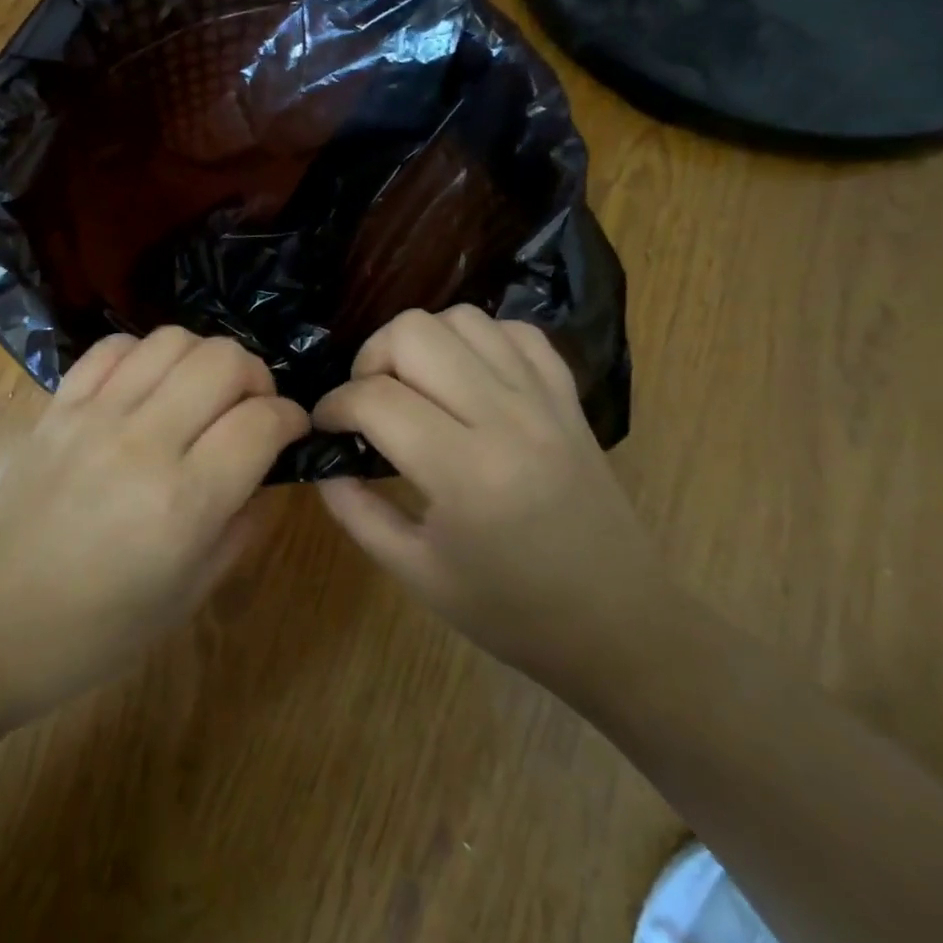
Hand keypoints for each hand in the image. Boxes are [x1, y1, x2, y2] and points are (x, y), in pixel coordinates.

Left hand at [0, 328, 307, 724]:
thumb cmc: (97, 631)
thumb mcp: (190, 594)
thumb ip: (244, 525)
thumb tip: (272, 471)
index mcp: (185, 501)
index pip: (262, 421)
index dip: (292, 419)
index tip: (292, 431)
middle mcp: (143, 441)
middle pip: (223, 360)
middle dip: (256, 377)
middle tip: (252, 410)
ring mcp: (94, 415)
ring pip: (172, 340)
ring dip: (204, 358)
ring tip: (202, 394)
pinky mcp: (57, 406)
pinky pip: (112, 348)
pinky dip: (144, 354)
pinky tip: (148, 387)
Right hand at [313, 306, 657, 688]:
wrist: (620, 624)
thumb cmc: (511, 611)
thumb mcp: (414, 573)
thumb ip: (355, 510)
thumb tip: (322, 459)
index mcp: (465, 472)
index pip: (374, 398)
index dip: (333, 406)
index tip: (325, 428)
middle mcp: (506, 418)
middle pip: (414, 333)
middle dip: (370, 359)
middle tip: (366, 404)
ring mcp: (543, 399)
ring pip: (462, 319)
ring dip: (421, 344)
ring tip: (412, 388)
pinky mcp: (568, 396)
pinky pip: (514, 331)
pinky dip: (476, 341)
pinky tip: (464, 379)